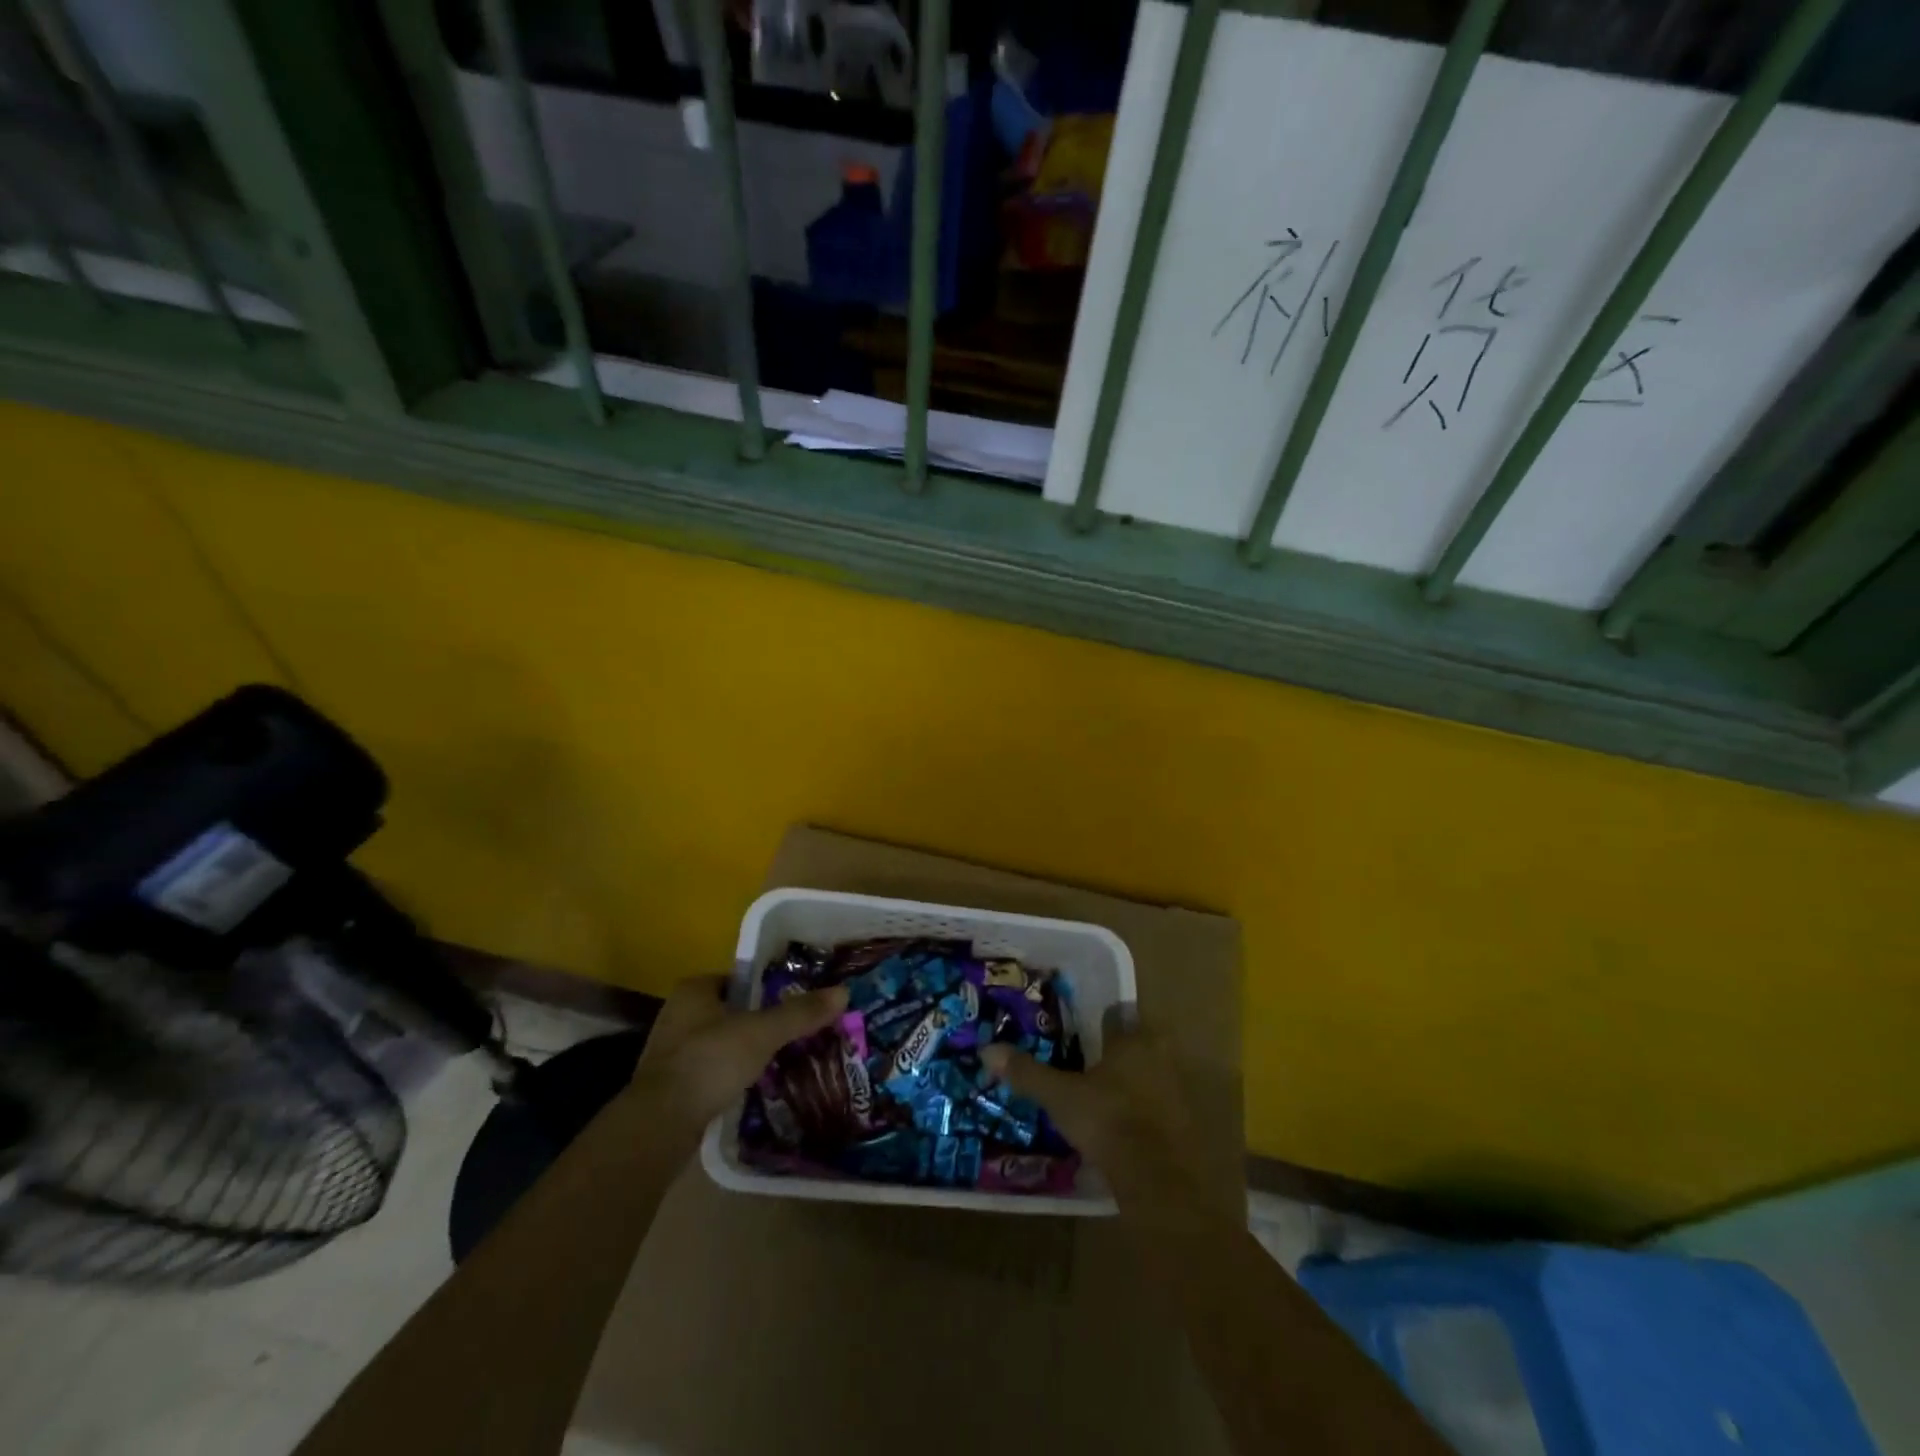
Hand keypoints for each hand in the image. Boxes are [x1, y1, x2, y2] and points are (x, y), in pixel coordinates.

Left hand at [632, 974, 847, 1126]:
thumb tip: (844, 991)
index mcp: (695, 989)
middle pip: (730, 1010)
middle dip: (758, 1020)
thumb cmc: (710, 1061)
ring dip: (744, 1049)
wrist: (660, 1124)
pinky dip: (730, 1074)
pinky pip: (710, 1070)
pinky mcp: (670, 1085)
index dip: (767, 986)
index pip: (739, 977)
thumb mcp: (763, 1033)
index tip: (794, 999)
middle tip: (793, 1030)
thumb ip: (800, 1013)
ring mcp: (669, 1051)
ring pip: (719, 1041)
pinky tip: (752, 1085)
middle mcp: (677, 1013)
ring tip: (780, 1058)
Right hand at [980, 1022, 1196, 1174]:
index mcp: (1134, 1040)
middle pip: (1135, 1044)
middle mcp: (1161, 1056)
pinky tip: (1120, 1126)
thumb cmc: (1109, 1121)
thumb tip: (987, 1049)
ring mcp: (1177, 1092)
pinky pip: (1157, 1107)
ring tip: (1099, 1096)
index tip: (1079, 1030)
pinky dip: (1142, 1112)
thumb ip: (1027, 1072)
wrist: (1159, 1181)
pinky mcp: (1184, 1126)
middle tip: (1085, 1064)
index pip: (1117, 1015)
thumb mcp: (1060, 1096)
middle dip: (1114, 1053)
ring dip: (1130, 1082)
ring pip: (1148, 1076)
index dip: (1098, 1021)